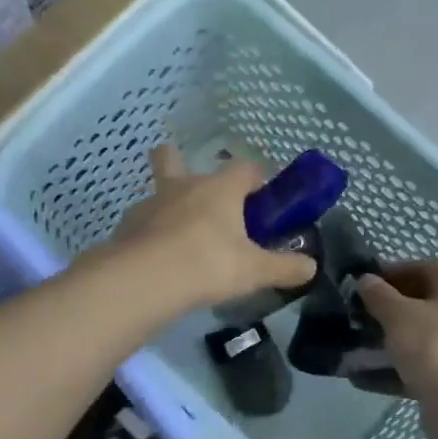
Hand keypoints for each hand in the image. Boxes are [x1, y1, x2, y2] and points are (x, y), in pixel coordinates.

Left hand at [112, 146, 316, 312]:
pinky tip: (157, 258)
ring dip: (167, 206)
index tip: (262, 199)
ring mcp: (150, 204)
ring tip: (179, 238)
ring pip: (157, 192)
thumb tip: (311, 267)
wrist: (144, 280)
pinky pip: (141, 223)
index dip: (256, 179)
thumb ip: (284, 267)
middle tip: (198, 195)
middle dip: (181, 163)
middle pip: (174, 158)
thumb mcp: (254, 271)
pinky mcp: (126, 227)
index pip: (244, 169)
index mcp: (219, 188)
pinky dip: (150, 234)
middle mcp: (182, 186)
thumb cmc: (208, 264)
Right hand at [355, 261, 437, 397]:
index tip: (358, 288)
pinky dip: (392, 368)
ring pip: (416, 334)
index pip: (417, 268)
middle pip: (417, 302)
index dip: (387, 275)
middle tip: (354, 317)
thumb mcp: (398, 315)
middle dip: (384, 310)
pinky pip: (416, 364)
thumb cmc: (433, 345)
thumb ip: (378, 295)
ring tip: (354, 346)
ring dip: (386, 340)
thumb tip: (365, 279)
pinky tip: (362, 377)